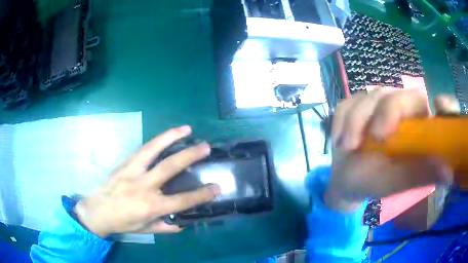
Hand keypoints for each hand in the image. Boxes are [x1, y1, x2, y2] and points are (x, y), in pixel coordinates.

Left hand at [74, 126, 220, 237]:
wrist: (97, 210)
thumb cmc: (123, 222)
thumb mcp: (147, 230)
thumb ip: (167, 226)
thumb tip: (184, 221)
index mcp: (151, 206)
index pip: (181, 200)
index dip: (201, 194)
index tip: (216, 187)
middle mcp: (143, 186)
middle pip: (169, 168)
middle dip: (190, 156)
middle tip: (206, 147)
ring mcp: (132, 171)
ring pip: (153, 150)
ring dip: (171, 137)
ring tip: (186, 129)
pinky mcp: (125, 163)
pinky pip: (143, 149)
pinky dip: (156, 141)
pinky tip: (165, 135)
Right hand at [326, 89, 457, 211]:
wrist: (346, 182)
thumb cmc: (375, 183)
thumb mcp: (399, 182)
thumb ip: (422, 175)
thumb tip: (450, 172)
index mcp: (418, 127)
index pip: (436, 109)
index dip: (443, 102)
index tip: (440, 104)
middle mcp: (402, 111)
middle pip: (401, 94)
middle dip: (387, 111)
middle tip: (375, 136)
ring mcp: (378, 105)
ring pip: (372, 95)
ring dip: (357, 120)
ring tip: (348, 146)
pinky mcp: (357, 105)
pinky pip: (349, 102)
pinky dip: (342, 120)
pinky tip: (340, 140)